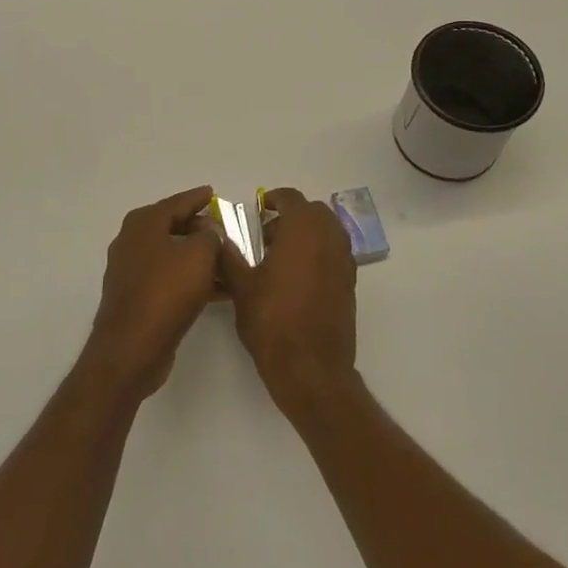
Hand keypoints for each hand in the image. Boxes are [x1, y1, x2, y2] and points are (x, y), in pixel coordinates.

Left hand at [80, 186, 221, 401]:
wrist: (132, 348)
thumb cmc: (166, 292)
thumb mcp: (199, 256)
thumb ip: (210, 237)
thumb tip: (208, 233)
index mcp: (143, 224)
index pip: (176, 203)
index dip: (197, 198)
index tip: (213, 193)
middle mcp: (132, 242)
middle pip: (172, 227)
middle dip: (199, 229)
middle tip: (224, 230)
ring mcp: (131, 271)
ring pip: (172, 255)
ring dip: (198, 258)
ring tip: (228, 262)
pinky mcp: (136, 297)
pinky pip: (168, 279)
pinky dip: (190, 279)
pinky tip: (217, 290)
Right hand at [219, 187, 358, 415]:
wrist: (311, 368)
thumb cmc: (272, 322)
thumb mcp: (240, 287)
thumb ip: (228, 256)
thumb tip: (217, 238)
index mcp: (302, 230)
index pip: (291, 198)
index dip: (274, 199)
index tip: (259, 211)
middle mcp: (329, 239)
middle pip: (314, 212)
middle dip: (292, 216)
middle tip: (267, 237)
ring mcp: (344, 262)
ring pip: (328, 232)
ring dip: (308, 234)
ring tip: (281, 258)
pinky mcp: (350, 285)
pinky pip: (335, 254)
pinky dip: (319, 254)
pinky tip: (298, 279)